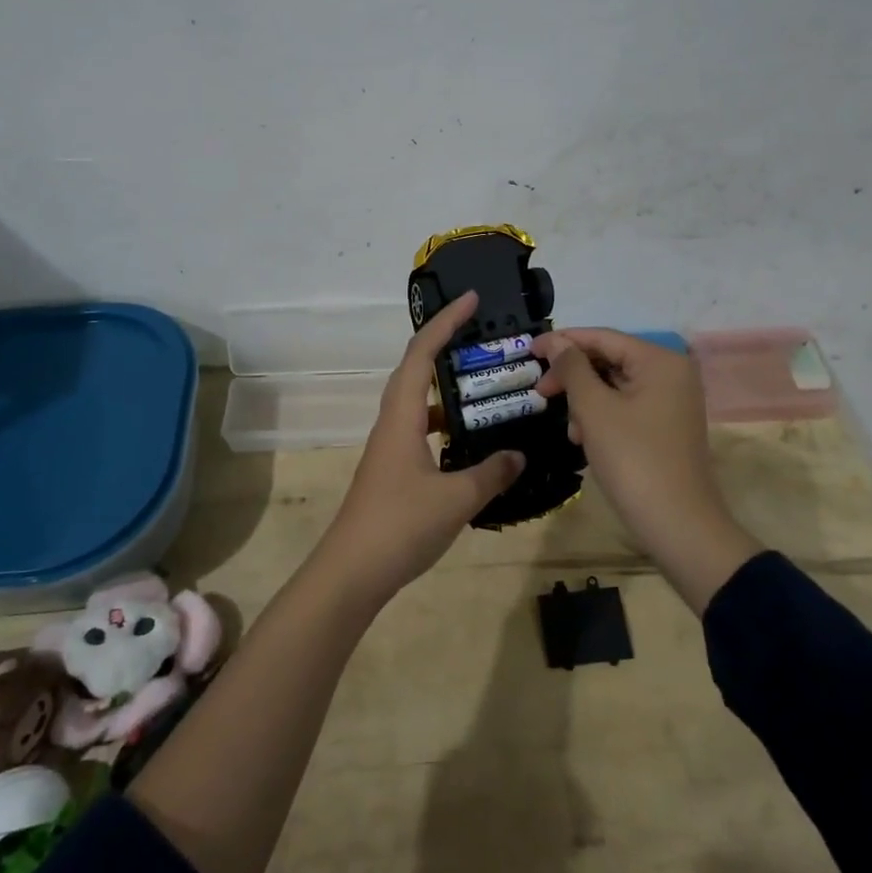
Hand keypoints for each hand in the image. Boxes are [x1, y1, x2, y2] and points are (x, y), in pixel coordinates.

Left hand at [316, 291, 524, 610]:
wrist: (352, 572)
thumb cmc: (400, 526)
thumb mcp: (456, 499)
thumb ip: (491, 473)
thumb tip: (519, 454)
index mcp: (402, 417)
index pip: (421, 354)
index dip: (445, 323)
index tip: (471, 300)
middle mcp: (392, 424)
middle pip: (415, 370)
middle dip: (446, 346)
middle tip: (483, 338)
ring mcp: (390, 448)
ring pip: (418, 402)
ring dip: (447, 388)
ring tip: (484, 385)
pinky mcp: (393, 470)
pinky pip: (421, 430)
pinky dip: (445, 423)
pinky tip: (469, 440)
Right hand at [535, 328, 754, 612]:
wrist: (677, 523)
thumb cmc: (633, 459)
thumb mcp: (594, 409)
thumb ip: (573, 368)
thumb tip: (556, 343)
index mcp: (660, 360)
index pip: (603, 337)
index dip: (563, 341)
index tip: (528, 351)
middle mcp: (672, 373)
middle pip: (610, 360)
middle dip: (574, 376)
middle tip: (540, 391)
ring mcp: (672, 401)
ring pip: (615, 386)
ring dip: (585, 401)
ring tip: (569, 428)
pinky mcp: (666, 426)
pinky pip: (627, 407)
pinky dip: (601, 417)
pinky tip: (584, 439)